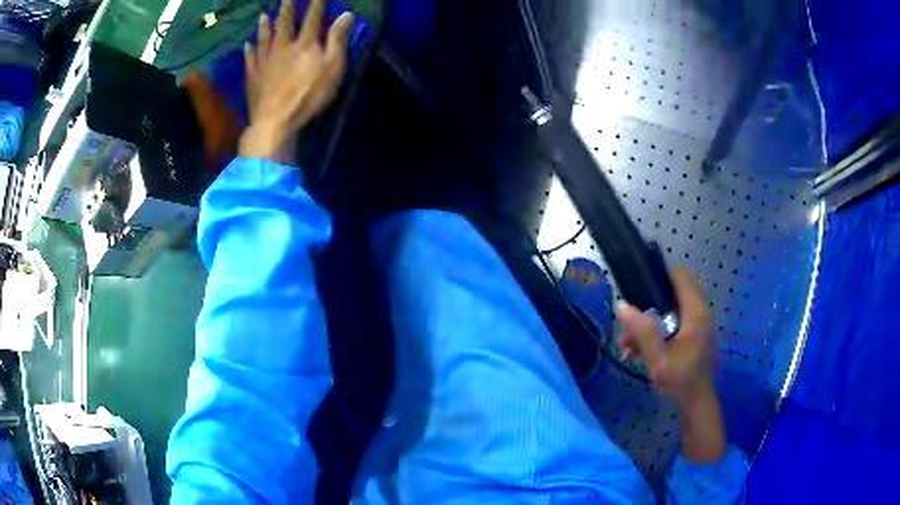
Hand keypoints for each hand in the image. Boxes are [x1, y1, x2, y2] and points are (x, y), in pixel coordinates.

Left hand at [238, 0, 353, 162]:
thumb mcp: (332, 67)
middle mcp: (283, 47)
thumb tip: (346, 14)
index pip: (312, 18)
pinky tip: (245, 45)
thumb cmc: (309, 95)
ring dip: (264, 26)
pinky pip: (250, 60)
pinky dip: (248, 51)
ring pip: (264, 39)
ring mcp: (265, 62)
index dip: (316, 4)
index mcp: (305, 44)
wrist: (276, 120)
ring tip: (262, 16)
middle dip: (286, 9)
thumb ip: (338, 39)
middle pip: (285, 24)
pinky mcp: (253, 77)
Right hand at [616, 268, 714, 406]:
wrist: (697, 402)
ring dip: (648, 324)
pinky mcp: (693, 337)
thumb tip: (622, 305)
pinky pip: (673, 325)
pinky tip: (639, 352)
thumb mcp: (658, 357)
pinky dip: (657, 333)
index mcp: (695, 312)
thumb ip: (642, 331)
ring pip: (669, 312)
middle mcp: (699, 313)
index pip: (679, 276)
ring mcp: (697, 325)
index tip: (637, 287)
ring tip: (627, 346)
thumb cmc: (680, 378)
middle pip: (671, 295)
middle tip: (627, 328)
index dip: (658, 275)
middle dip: (646, 308)